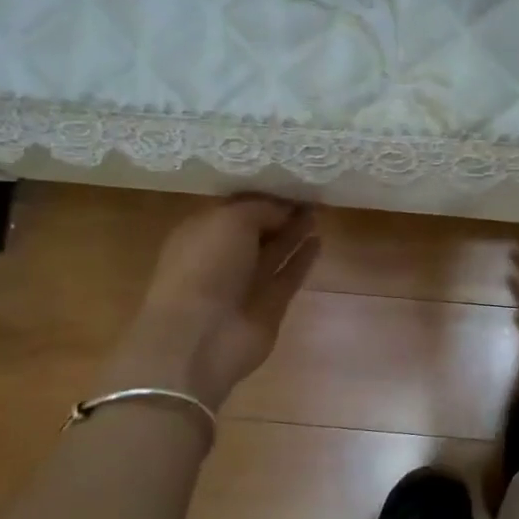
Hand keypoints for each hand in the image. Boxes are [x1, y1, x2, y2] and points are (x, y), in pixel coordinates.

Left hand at [101, 197, 320, 411]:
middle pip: (256, 229)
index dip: (262, 195)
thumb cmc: (206, 267)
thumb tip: (286, 210)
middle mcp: (222, 255)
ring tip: (318, 212)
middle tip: (310, 194)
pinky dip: (303, 259)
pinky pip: (289, 275)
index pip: (236, 207)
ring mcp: (246, 282)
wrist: (200, 337)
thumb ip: (262, 209)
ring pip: (274, 251)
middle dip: (280, 212)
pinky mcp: (269, 305)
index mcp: (202, 231)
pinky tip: (318, 240)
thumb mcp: (231, 220)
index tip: (290, 181)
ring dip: (294, 233)